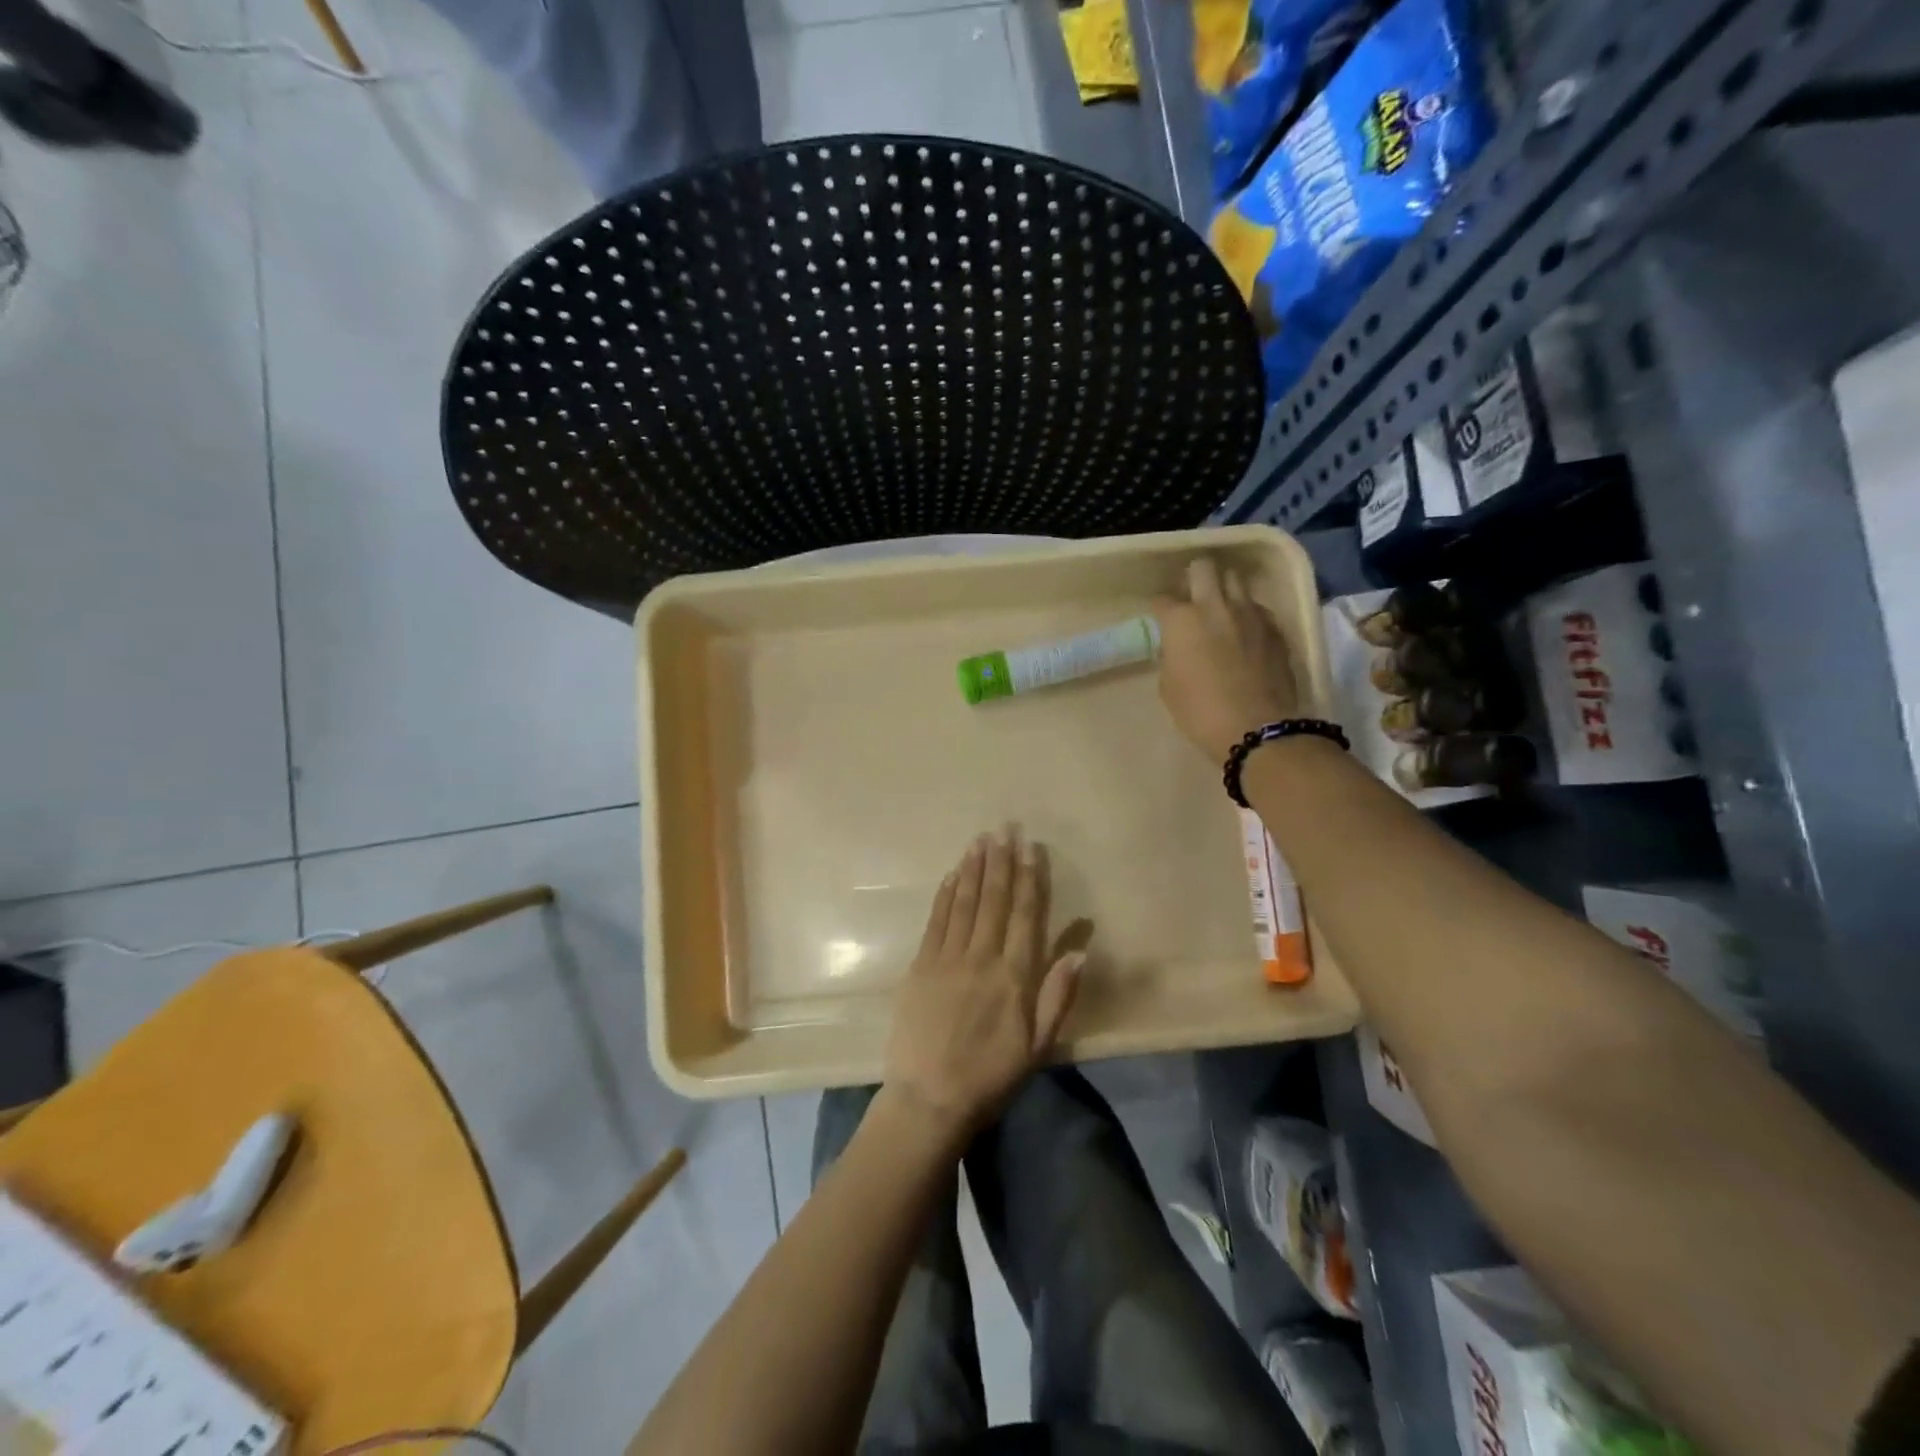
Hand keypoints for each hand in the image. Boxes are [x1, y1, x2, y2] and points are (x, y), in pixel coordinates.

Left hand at [883, 829, 1084, 1140]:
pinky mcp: (920, 966)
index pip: (1025, 915)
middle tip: (1005, 828)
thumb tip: (1081, 951)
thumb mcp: (1038, 1046)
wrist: (929, 1099)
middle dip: (1001, 862)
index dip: (1030, 879)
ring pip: (963, 903)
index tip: (1031, 848)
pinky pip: (935, 921)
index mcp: (1014, 976)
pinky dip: (944, 895)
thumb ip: (1059, 996)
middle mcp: (981, 957)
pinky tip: (950, 876)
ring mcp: (947, 959)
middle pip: (993, 900)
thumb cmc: (991, 1076)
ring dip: (973, 869)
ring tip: (980, 841)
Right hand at [1152, 557, 1301, 761]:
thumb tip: (1179, 647)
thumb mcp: (1169, 686)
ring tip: (1222, 608)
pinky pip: (1258, 608)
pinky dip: (1248, 614)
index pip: (1163, 599)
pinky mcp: (1276, 627)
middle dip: (1195, 577)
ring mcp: (1250, 613)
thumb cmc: (1200, 712)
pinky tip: (1246, 632)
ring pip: (1236, 580)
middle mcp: (1215, 606)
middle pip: (1204, 567)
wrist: (1257, 728)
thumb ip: (1171, 657)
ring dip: (1225, 589)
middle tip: (1192, 596)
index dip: (1159, 608)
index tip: (1161, 619)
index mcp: (1182, 621)